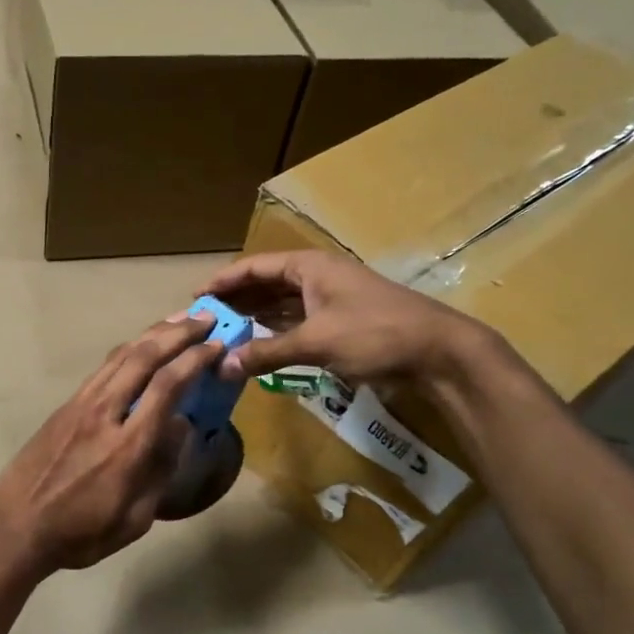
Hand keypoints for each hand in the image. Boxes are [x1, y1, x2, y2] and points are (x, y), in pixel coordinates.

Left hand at [0, 314, 224, 574]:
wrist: (17, 527)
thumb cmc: (81, 532)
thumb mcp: (135, 518)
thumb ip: (161, 470)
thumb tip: (182, 427)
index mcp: (129, 446)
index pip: (168, 386)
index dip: (195, 359)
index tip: (217, 346)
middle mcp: (106, 413)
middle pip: (145, 358)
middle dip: (178, 333)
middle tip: (205, 318)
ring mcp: (81, 405)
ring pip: (121, 356)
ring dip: (152, 334)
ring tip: (177, 320)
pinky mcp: (66, 406)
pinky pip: (102, 368)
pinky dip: (127, 351)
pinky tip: (140, 347)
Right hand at [201, 250, 494, 387]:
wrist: (438, 352)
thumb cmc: (375, 334)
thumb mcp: (316, 342)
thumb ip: (267, 352)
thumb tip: (223, 365)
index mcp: (309, 267)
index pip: (254, 268)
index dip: (224, 282)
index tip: (195, 298)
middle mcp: (316, 277)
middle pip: (265, 285)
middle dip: (235, 302)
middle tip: (203, 322)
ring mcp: (329, 301)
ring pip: (280, 306)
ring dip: (254, 319)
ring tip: (222, 335)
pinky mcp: (340, 324)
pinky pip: (296, 323)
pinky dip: (275, 334)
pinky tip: (255, 347)